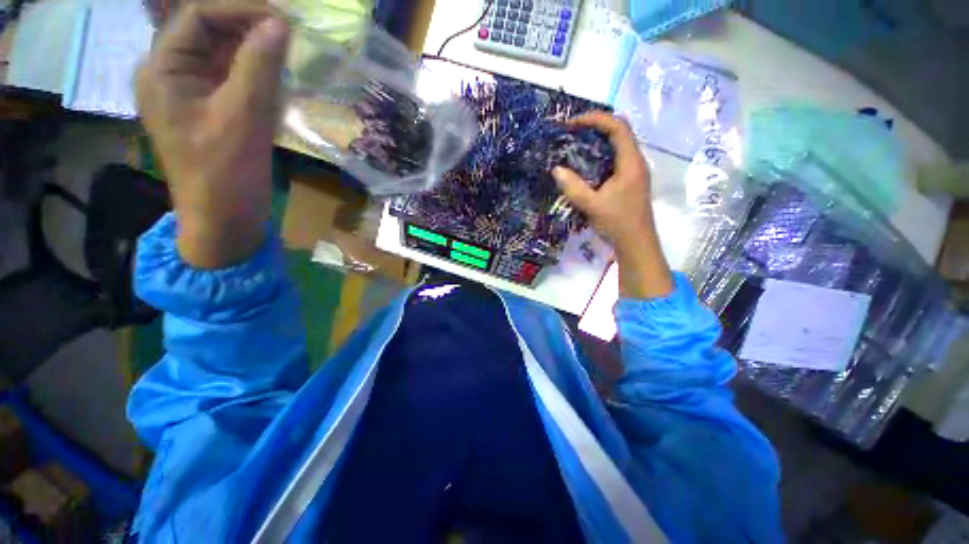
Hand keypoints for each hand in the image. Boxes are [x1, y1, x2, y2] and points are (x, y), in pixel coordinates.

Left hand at [136, 6, 289, 267]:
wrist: (225, 219)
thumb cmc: (225, 173)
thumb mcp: (243, 117)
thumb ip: (259, 67)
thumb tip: (280, 25)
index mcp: (163, 69)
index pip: (198, 16)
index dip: (240, 9)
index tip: (283, 20)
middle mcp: (171, 72)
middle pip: (208, 30)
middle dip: (248, 27)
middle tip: (289, 34)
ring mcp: (191, 91)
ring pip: (222, 53)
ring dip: (255, 50)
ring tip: (287, 55)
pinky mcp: (211, 109)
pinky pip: (232, 77)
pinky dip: (256, 73)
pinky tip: (277, 80)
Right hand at [552, 112, 673, 297]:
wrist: (636, 244)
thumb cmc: (617, 223)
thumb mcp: (592, 205)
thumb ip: (573, 187)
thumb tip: (556, 169)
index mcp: (631, 162)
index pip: (618, 127)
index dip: (596, 119)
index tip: (573, 123)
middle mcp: (636, 162)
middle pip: (619, 132)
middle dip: (595, 127)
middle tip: (572, 132)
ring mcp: (634, 172)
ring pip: (617, 146)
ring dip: (597, 141)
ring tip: (575, 145)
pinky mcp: (629, 182)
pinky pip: (614, 159)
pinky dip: (599, 156)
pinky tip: (585, 166)